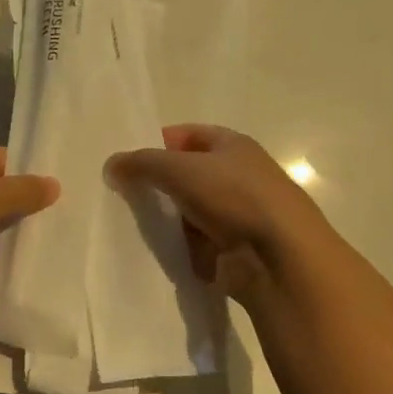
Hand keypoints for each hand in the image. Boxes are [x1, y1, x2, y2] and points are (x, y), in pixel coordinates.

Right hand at [108, 124, 333, 303]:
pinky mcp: (237, 249)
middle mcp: (239, 175)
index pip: (188, 135)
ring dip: (170, 221)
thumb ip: (142, 163)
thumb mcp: (179, 169)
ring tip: (139, 228)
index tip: (129, 162)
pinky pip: (199, 244)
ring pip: (191, 212)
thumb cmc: (234, 197)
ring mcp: (240, 214)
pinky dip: (183, 248)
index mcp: (233, 145)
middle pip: (188, 175)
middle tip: (126, 196)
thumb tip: (112, 164)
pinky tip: (163, 253)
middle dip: (159, 185)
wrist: (280, 258)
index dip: (158, 143)